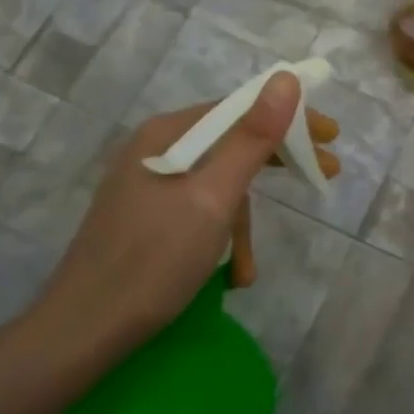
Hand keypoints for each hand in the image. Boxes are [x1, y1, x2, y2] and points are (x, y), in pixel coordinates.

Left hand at [32, 74, 340, 357]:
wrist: (81, 334)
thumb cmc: (153, 261)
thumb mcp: (214, 198)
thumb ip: (252, 138)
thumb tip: (286, 79)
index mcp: (166, 135)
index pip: (239, 109)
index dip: (289, 119)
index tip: (331, 137)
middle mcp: (154, 151)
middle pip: (230, 143)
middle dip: (275, 165)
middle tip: (325, 175)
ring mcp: (147, 186)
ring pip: (216, 185)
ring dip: (242, 224)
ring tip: (248, 268)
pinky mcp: (144, 219)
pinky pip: (198, 211)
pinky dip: (219, 238)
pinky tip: (229, 275)